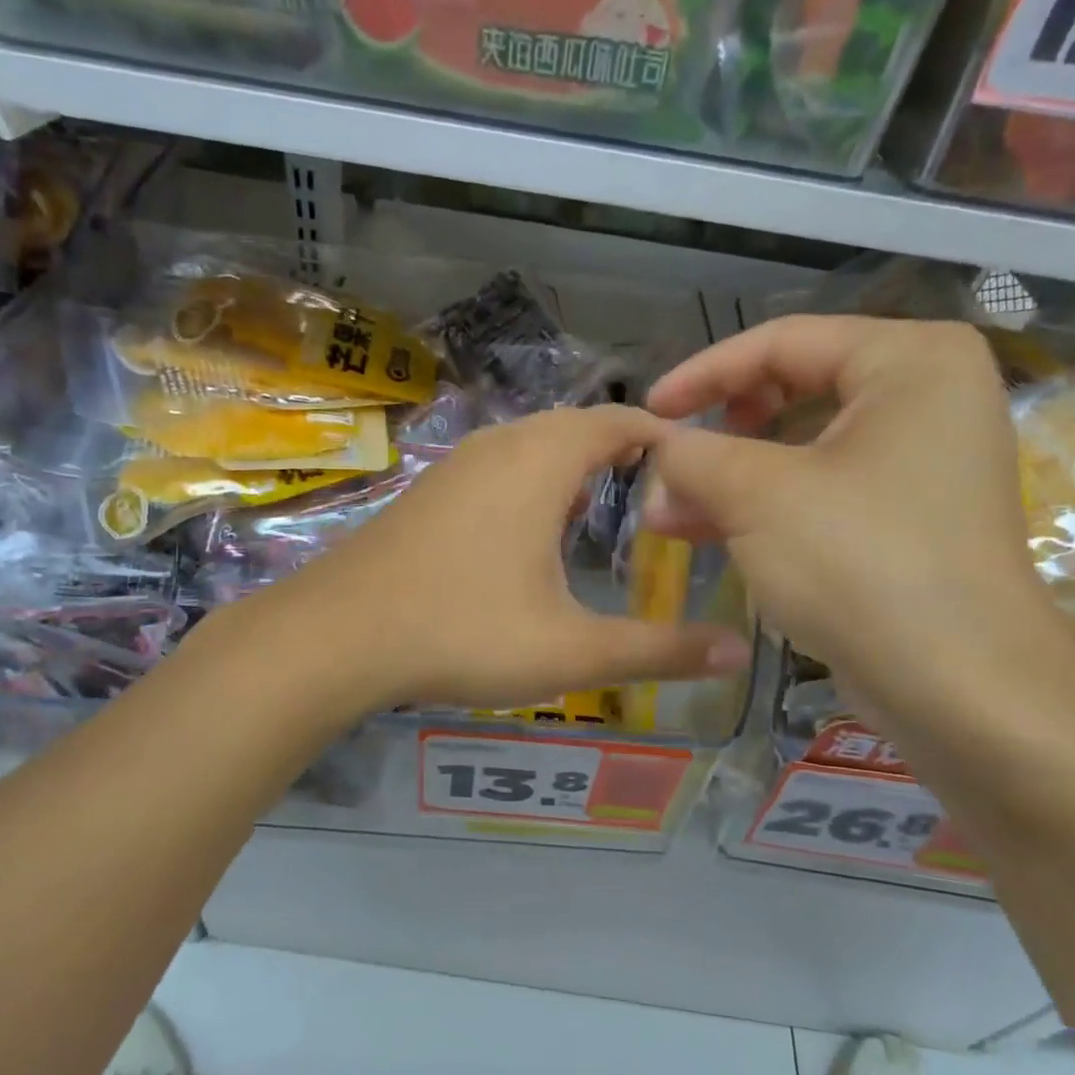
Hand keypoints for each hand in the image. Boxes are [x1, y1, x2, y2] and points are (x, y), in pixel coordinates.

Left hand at [263, 405, 752, 712]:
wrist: (337, 635)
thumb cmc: (463, 631)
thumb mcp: (571, 650)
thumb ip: (658, 650)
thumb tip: (736, 654)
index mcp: (541, 461)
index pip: (619, 420)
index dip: (663, 435)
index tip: (695, 467)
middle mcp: (499, 446)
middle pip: (576, 427)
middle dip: (620, 452)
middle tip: (659, 496)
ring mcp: (457, 465)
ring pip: (532, 445)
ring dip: (572, 466)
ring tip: (604, 510)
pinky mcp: (429, 490)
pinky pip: (498, 466)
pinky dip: (531, 482)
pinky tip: (532, 532)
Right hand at [644, 316, 1074, 737]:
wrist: (963, 693)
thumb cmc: (862, 564)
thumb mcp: (758, 496)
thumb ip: (694, 454)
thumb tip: (657, 446)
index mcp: (911, 361)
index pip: (784, 341)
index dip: (703, 373)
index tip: (649, 409)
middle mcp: (926, 399)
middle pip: (792, 392)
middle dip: (717, 435)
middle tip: (666, 468)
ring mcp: (921, 463)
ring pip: (801, 449)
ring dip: (729, 478)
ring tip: (667, 514)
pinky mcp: (907, 519)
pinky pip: (821, 491)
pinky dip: (764, 507)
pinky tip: (706, 532)